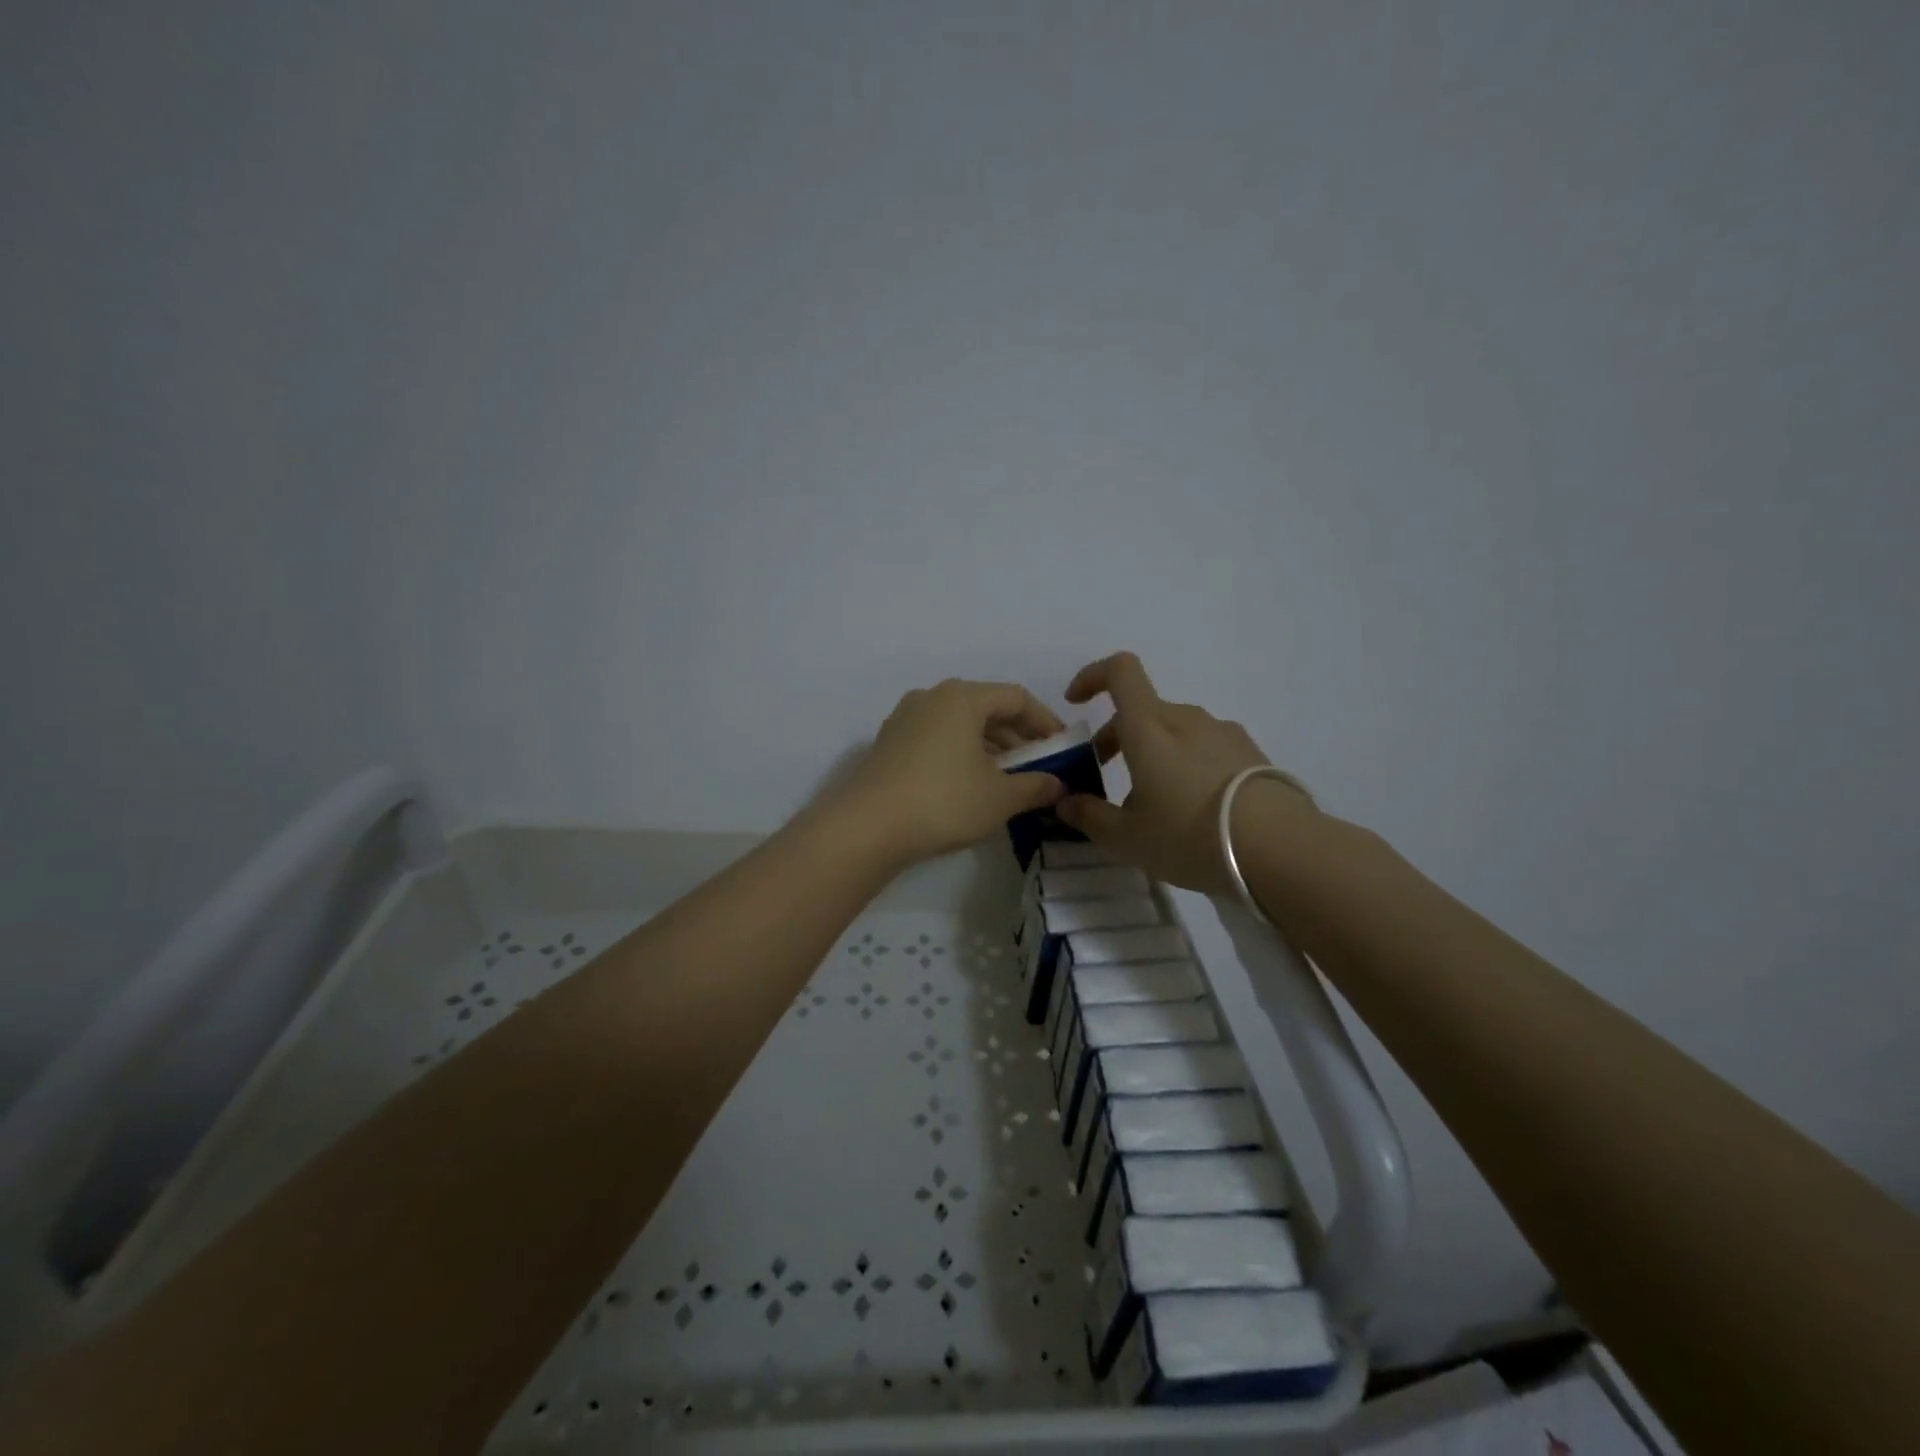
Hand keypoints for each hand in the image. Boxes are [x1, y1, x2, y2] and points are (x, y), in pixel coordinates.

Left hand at [835, 679, 1070, 865]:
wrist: (867, 827)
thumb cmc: (943, 801)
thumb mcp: (1000, 797)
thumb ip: (1035, 786)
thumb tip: (1058, 785)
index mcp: (962, 697)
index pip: (1016, 697)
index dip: (1045, 721)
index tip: (1061, 747)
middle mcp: (931, 697)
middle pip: (986, 707)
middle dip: (1016, 736)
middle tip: (1037, 765)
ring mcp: (905, 719)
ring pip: (959, 724)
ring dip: (988, 746)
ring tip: (1006, 779)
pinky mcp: (888, 743)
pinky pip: (936, 738)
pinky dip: (960, 753)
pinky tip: (969, 784)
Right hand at [1056, 652, 1316, 894]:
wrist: (1280, 848)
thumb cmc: (1189, 835)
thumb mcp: (1128, 838)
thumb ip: (1090, 817)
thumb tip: (1066, 802)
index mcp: (1149, 727)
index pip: (1120, 671)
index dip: (1093, 677)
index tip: (1076, 703)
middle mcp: (1185, 719)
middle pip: (1142, 711)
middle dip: (1116, 736)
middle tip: (1106, 777)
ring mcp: (1222, 733)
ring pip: (1174, 731)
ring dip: (1153, 753)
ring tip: (1153, 803)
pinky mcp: (1250, 753)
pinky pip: (1204, 748)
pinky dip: (1186, 764)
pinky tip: (1193, 808)